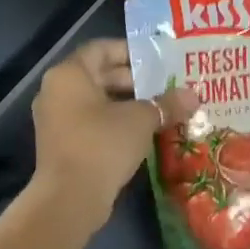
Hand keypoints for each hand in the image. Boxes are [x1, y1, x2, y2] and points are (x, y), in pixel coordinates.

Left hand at [31, 40, 191, 235]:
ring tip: (161, 108)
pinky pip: (91, 122)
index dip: (131, 52)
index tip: (159, 60)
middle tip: (167, 85)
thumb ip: (166, 103)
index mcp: (69, 74)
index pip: (102, 48)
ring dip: (128, 103)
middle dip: (135, 80)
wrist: (69, 200)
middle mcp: (57, 91)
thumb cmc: (103, 144)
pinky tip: (144, 131)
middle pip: (99, 74)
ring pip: (97, 101)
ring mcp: (56, 119)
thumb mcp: (141, 120)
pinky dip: (115, 122)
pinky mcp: (62, 144)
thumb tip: (193, 96)